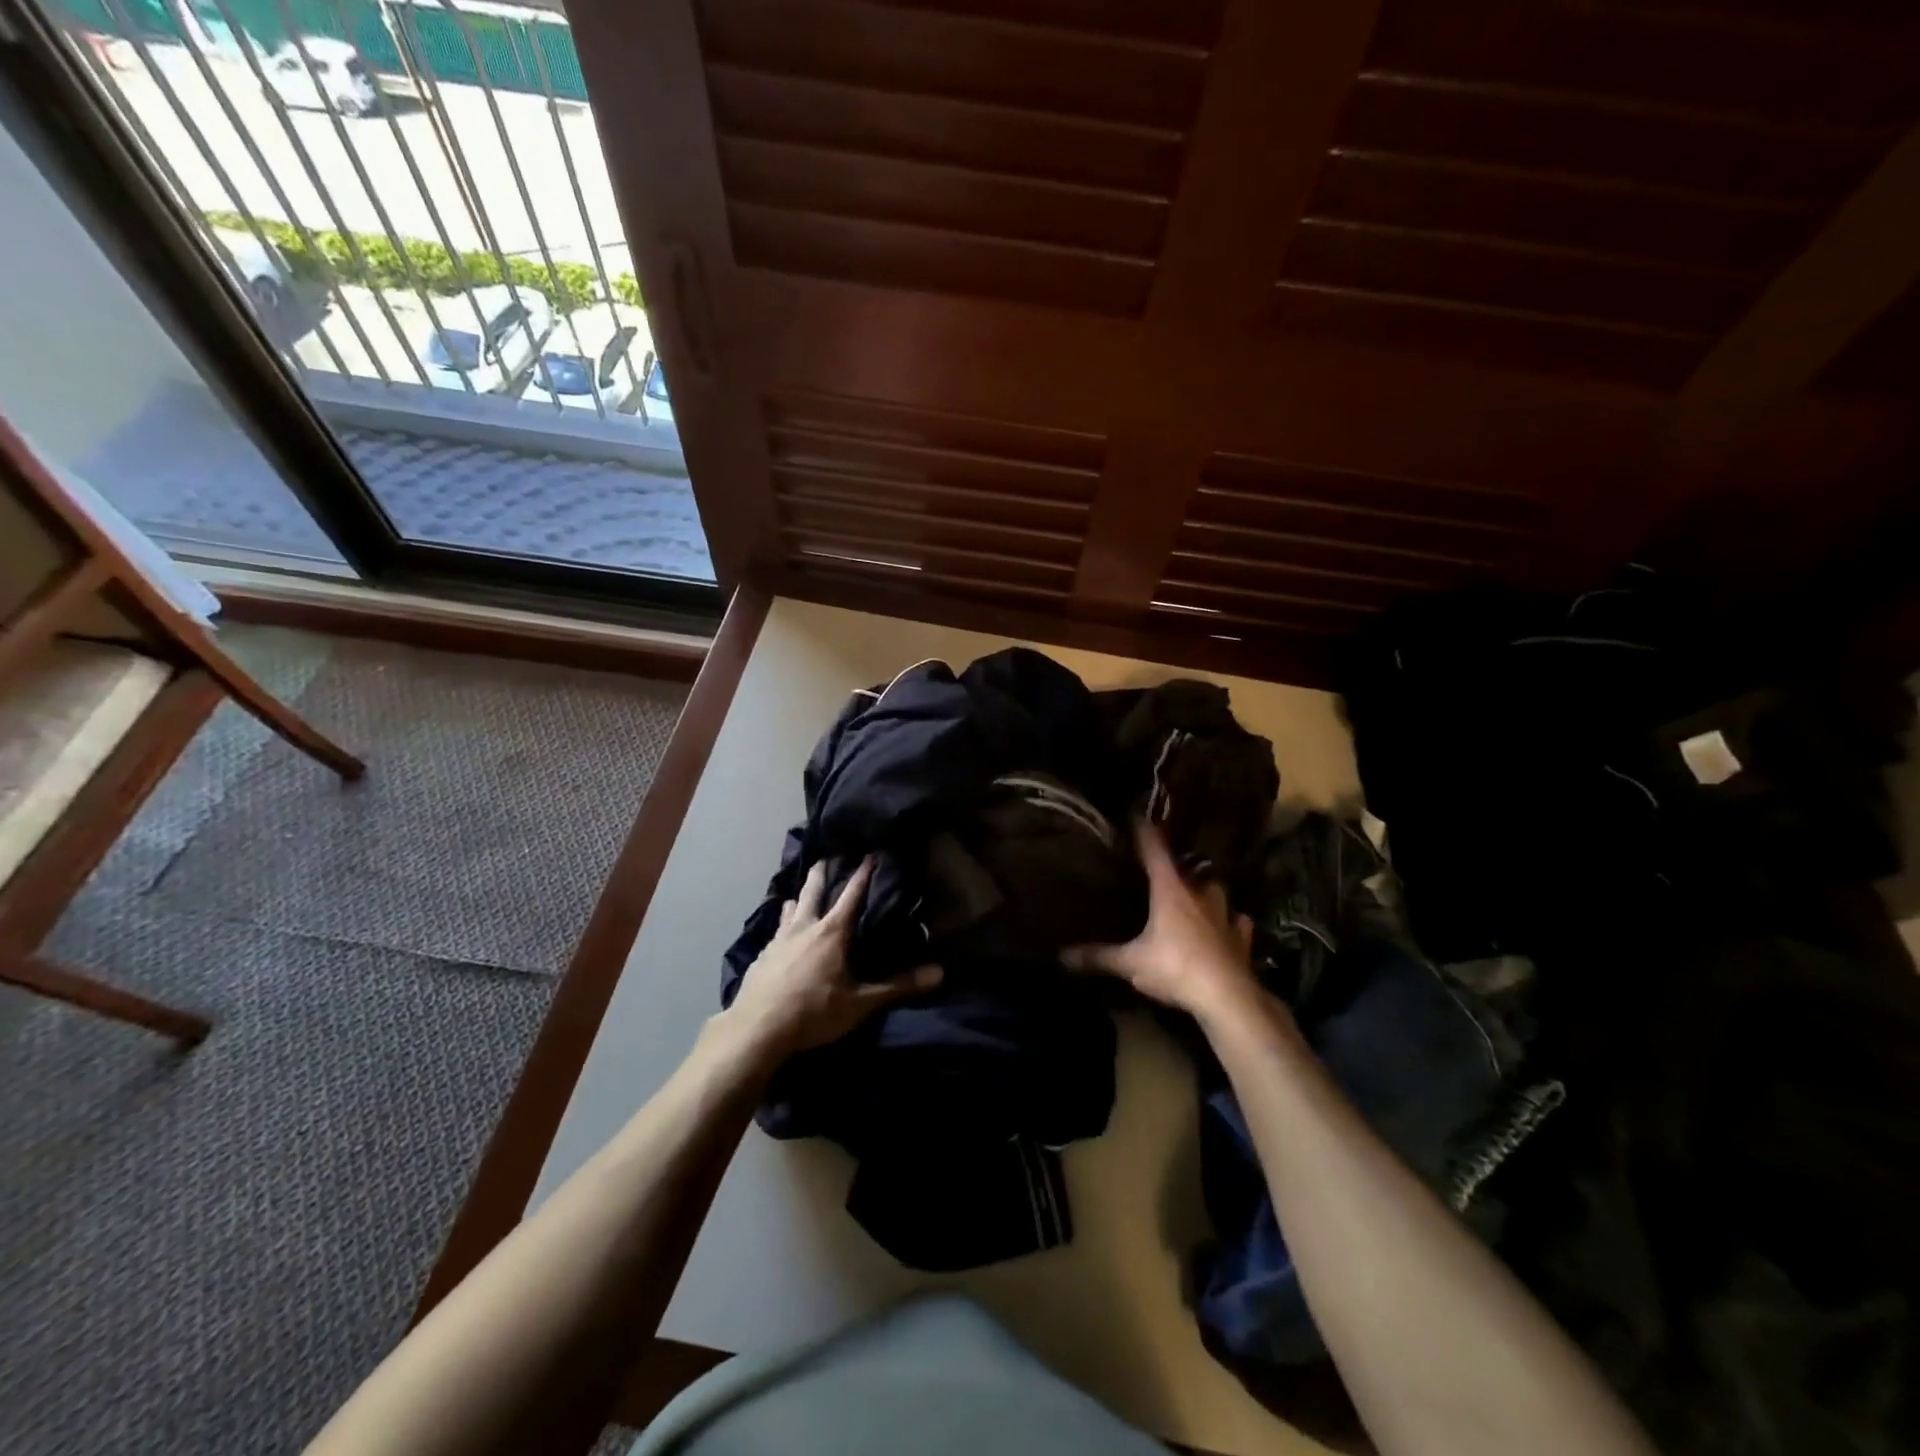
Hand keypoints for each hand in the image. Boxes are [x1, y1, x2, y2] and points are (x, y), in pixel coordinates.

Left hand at [718, 857, 940, 1064]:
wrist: (756, 1030)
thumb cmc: (814, 1012)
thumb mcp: (860, 1003)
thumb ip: (898, 986)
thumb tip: (940, 972)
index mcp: (832, 932)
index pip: (852, 894)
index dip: (863, 874)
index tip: (870, 853)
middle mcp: (804, 927)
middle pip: (813, 891)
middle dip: (822, 873)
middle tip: (825, 856)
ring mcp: (779, 940)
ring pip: (790, 908)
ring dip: (798, 898)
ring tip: (799, 893)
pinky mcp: (761, 957)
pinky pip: (775, 932)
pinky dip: (782, 925)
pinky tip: (779, 935)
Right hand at [1067, 822, 1259, 1023]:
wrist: (1228, 997)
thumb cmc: (1175, 968)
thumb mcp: (1130, 963)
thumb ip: (1098, 956)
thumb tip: (1061, 955)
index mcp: (1170, 891)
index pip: (1155, 851)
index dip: (1144, 833)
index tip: (1135, 816)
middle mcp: (1199, 895)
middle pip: (1189, 869)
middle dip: (1177, 866)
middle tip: (1164, 868)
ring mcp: (1224, 916)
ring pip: (1216, 891)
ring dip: (1205, 890)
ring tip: (1195, 894)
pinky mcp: (1240, 939)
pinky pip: (1237, 922)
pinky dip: (1232, 921)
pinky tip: (1229, 925)